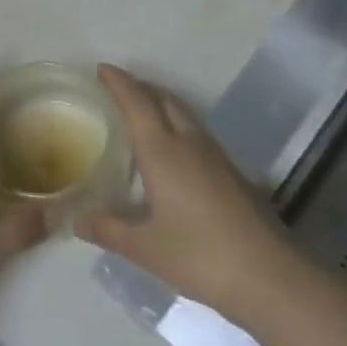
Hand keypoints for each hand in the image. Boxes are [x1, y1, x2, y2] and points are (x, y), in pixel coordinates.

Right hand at [75, 66, 290, 325]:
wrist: (271, 277)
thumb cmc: (200, 256)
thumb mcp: (144, 248)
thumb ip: (107, 229)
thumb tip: (75, 219)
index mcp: (162, 151)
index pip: (137, 102)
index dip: (119, 82)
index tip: (102, 68)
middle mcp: (189, 143)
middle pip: (164, 99)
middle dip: (141, 87)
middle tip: (119, 88)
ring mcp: (217, 156)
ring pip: (185, 114)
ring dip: (162, 103)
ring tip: (143, 112)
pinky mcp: (234, 173)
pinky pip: (198, 133)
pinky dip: (179, 126)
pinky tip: (174, 151)